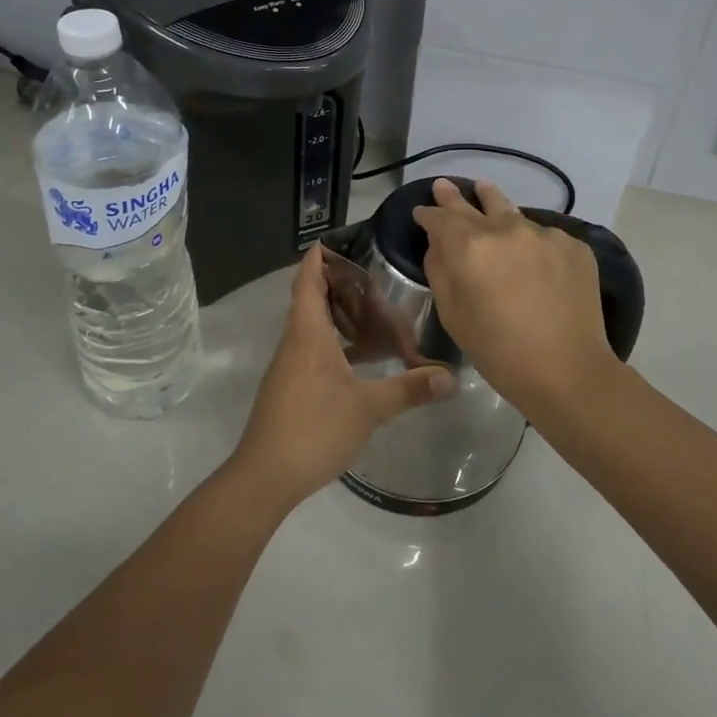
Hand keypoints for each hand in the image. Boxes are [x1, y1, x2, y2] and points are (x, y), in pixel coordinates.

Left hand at [230, 246, 453, 508]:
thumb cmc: (314, 429)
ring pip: (311, 326)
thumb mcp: (368, 408)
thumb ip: (409, 389)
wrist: (265, 476)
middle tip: (371, 275)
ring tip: (372, 310)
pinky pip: (312, 349)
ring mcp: (289, 366)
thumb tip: (450, 376)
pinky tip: (359, 358)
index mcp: (308, 334)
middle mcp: (295, 342)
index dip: (317, 259)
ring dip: (335, 314)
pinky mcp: (290, 387)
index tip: (335, 240)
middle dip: (334, 283)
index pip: (307, 282)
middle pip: (309, 300)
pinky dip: (334, 342)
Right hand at [413, 178, 618, 411]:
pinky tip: (533, 258)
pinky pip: (544, 236)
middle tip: (445, 185)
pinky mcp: (573, 246)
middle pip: (476, 203)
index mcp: (469, 247)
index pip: (440, 218)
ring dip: (496, 208)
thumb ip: (440, 271)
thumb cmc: (498, 351)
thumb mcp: (452, 315)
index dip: (427, 214)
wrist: (568, 371)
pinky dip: (532, 242)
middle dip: (456, 196)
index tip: (421, 212)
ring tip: (486, 192)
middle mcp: (506, 229)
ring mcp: (544, 234)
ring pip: (513, 215)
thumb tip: (438, 246)